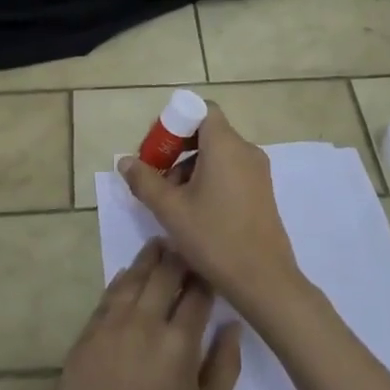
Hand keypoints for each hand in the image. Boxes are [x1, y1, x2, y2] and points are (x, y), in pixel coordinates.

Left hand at [38, 239, 240, 389]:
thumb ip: (224, 367)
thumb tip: (232, 325)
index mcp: (180, 343)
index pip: (197, 293)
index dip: (205, 275)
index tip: (211, 263)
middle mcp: (144, 324)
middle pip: (163, 276)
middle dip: (177, 257)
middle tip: (184, 243)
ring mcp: (110, 327)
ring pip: (132, 279)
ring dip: (147, 261)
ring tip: (158, 247)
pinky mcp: (84, 338)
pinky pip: (106, 298)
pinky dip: (121, 282)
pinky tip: (127, 276)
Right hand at [115, 105, 302, 314]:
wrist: (263, 280)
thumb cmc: (214, 237)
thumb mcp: (170, 210)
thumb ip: (144, 180)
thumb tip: (125, 161)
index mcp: (225, 145)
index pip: (202, 110)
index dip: (176, 122)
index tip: (156, 148)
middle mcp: (246, 150)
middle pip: (207, 132)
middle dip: (177, 149)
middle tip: (155, 175)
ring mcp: (258, 171)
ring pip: (218, 154)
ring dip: (191, 167)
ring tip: (171, 200)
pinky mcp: (262, 191)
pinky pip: (231, 171)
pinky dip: (209, 179)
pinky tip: (194, 211)